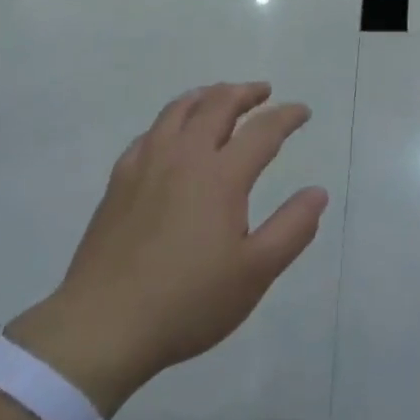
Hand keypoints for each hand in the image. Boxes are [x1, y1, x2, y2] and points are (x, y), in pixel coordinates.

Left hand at [11, 83, 327, 411]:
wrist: (102, 327)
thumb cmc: (187, 302)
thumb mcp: (255, 273)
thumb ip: (292, 228)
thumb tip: (318, 192)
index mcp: (221, 176)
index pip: (262, 130)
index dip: (287, 116)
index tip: (302, 112)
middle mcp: (184, 157)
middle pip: (218, 104)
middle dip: (246, 92)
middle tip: (263, 92)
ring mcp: (146, 165)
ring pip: (179, 110)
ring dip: (207, 96)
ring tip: (220, 97)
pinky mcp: (119, 182)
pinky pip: (149, 133)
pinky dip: (171, 121)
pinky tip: (171, 134)